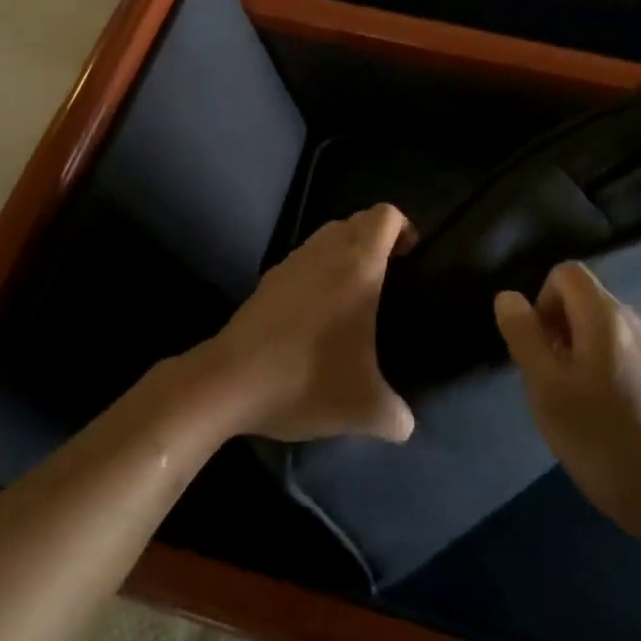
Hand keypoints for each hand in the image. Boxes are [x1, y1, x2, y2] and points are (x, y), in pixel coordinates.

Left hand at [203, 205, 415, 444]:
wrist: (230, 381)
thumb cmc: (306, 379)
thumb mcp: (364, 408)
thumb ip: (395, 415)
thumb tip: (405, 424)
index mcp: (358, 266)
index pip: (385, 216)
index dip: (404, 226)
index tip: (410, 257)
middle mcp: (325, 252)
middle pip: (358, 220)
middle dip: (377, 238)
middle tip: (389, 275)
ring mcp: (292, 263)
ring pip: (327, 236)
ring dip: (346, 251)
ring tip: (355, 293)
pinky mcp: (267, 280)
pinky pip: (304, 258)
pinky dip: (318, 270)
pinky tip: (318, 312)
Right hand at [494, 263, 640, 551]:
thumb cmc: (607, 441)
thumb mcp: (548, 390)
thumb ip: (524, 337)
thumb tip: (508, 297)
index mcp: (607, 314)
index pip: (565, 273)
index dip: (541, 301)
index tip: (539, 350)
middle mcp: (638, 319)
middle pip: (584, 302)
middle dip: (559, 333)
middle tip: (553, 386)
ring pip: (604, 331)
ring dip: (581, 355)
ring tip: (579, 408)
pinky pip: (625, 354)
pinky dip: (606, 372)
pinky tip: (608, 420)